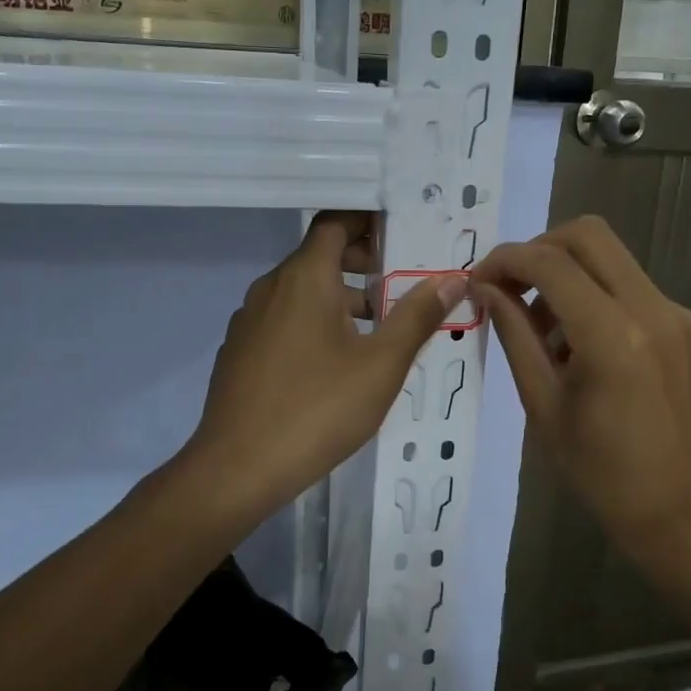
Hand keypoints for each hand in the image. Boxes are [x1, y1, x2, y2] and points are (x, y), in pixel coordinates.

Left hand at [186, 212, 464, 518]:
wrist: (238, 469)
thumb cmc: (318, 409)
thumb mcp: (381, 364)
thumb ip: (418, 316)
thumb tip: (453, 278)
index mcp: (305, 278)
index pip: (336, 223)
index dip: (369, 221)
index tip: (403, 234)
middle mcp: (271, 288)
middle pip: (319, 255)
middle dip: (362, 263)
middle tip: (401, 283)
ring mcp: (250, 320)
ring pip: (301, 291)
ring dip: (340, 297)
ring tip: (379, 328)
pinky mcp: (240, 351)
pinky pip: (284, 319)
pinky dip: (314, 322)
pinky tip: (336, 362)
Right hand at [471, 216, 690, 563]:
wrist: (683, 511)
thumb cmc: (600, 471)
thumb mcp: (542, 404)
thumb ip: (514, 335)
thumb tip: (485, 288)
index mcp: (612, 336)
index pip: (550, 262)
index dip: (505, 260)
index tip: (478, 280)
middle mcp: (653, 309)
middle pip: (588, 234)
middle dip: (538, 249)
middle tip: (510, 287)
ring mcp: (679, 314)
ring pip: (612, 258)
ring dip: (567, 273)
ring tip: (543, 328)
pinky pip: (633, 288)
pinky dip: (597, 297)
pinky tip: (582, 345)